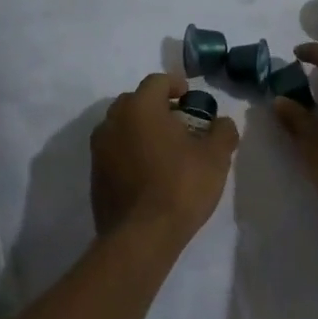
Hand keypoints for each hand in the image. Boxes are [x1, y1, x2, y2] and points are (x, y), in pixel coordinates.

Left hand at [90, 73, 237, 241]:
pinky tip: (149, 171)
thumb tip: (222, 123)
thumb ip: (222, 131)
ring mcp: (99, 149)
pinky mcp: (94, 175)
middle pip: (135, 101)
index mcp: (140, 108)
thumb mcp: (216, 157)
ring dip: (141, 129)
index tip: (190, 97)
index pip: (156, 81)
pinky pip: (114, 151)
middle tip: (179, 122)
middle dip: (157, 106)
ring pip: (121, 126)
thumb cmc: (180, 186)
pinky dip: (130, 151)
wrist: (141, 237)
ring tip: (164, 148)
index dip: (175, 84)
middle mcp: (113, 121)